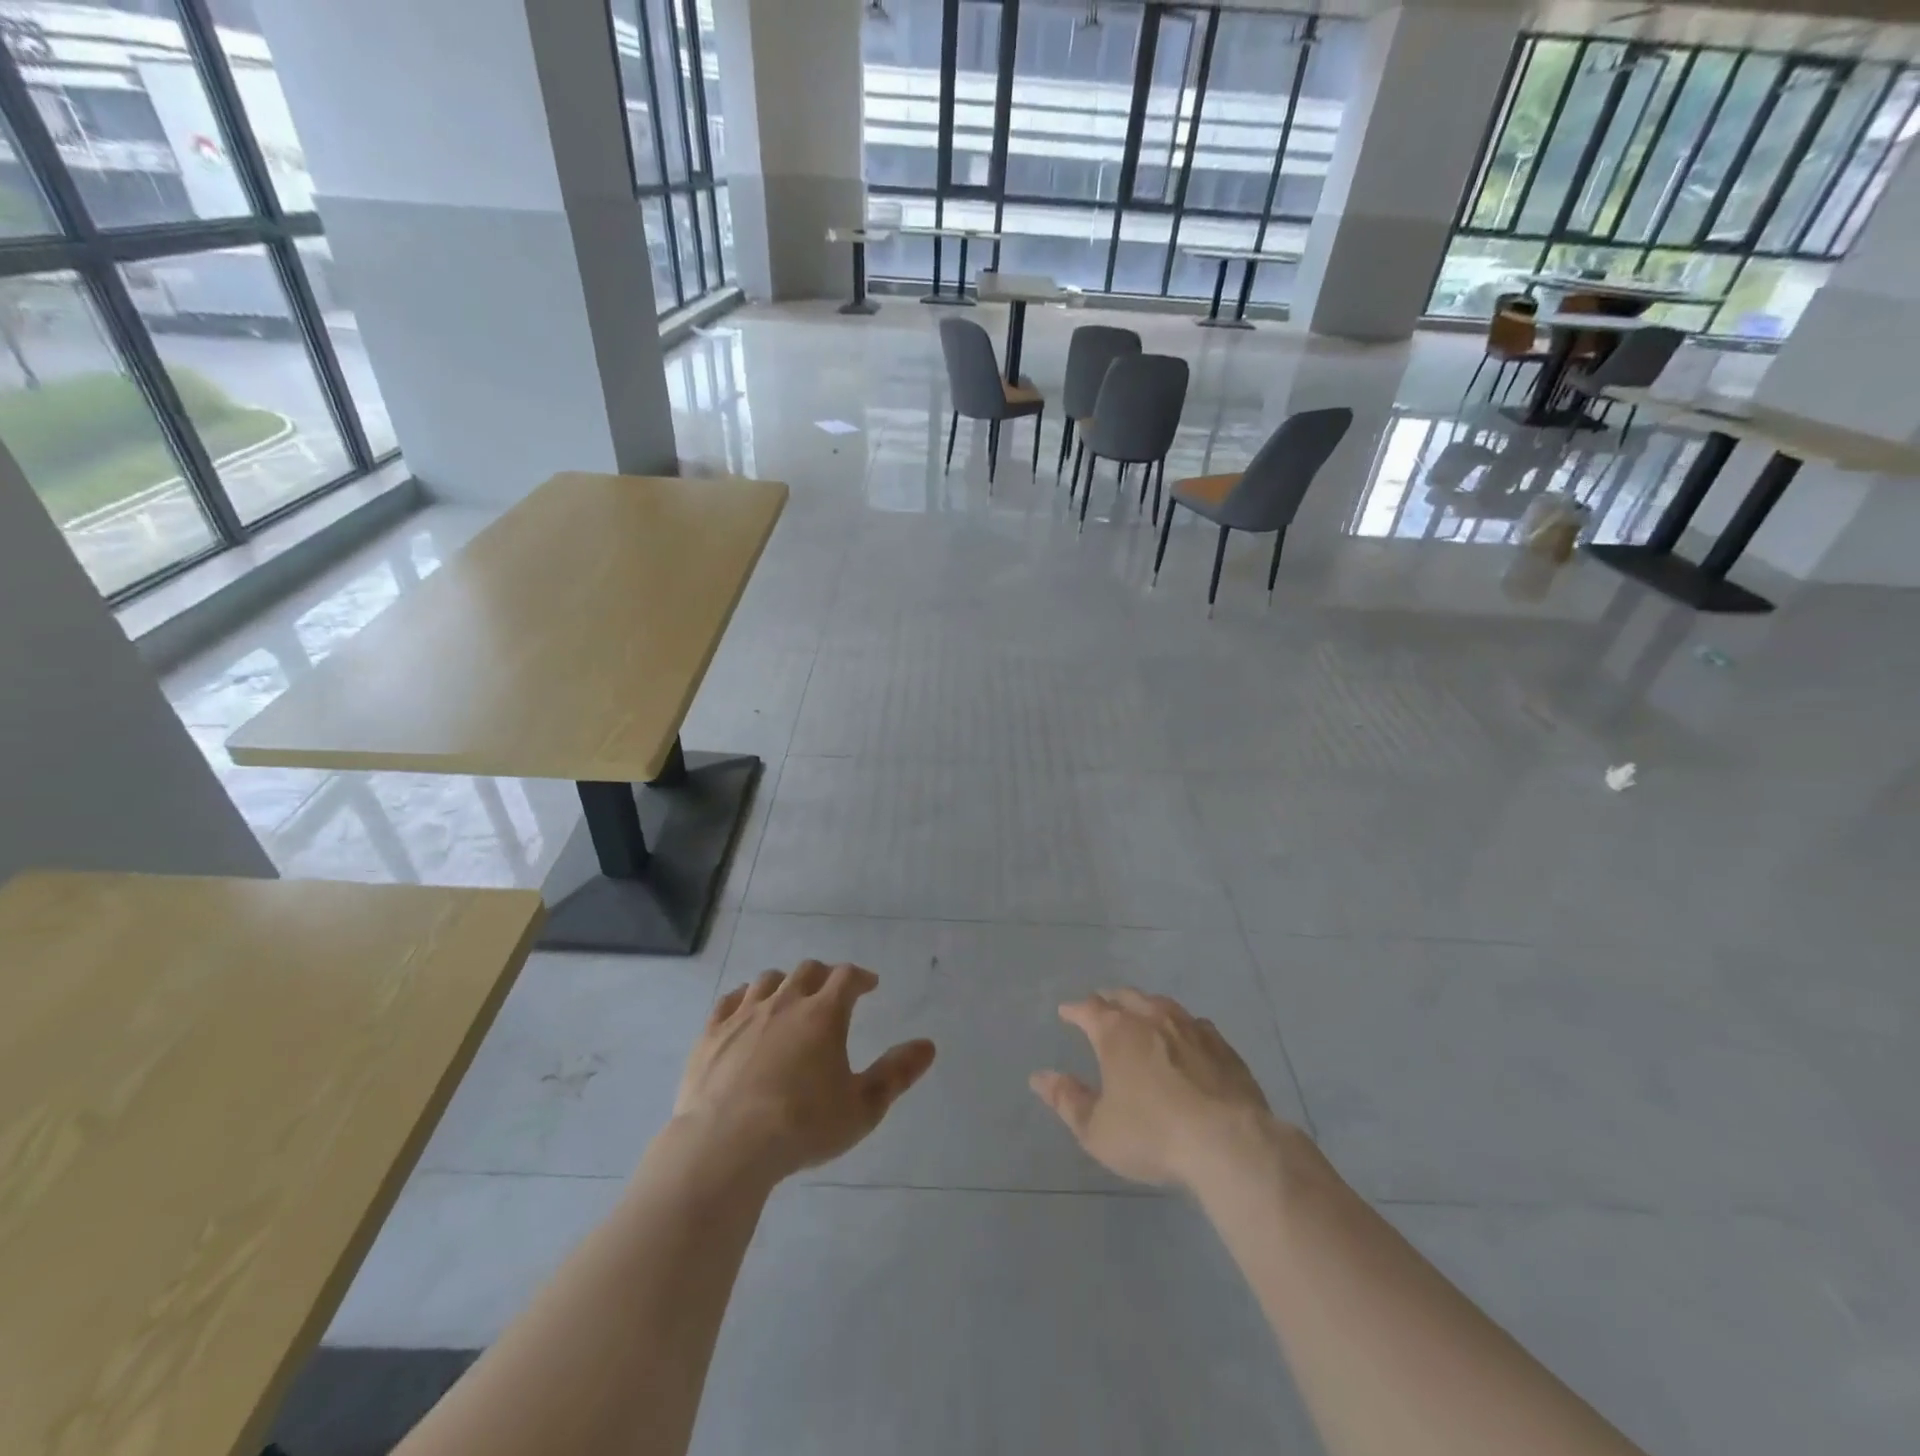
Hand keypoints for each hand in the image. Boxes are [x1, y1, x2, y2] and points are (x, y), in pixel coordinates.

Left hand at [674, 961, 934, 1181]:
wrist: (726, 1146)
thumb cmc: (802, 1126)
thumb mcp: (862, 1107)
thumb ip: (896, 1073)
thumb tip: (928, 1045)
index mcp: (824, 1014)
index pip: (846, 977)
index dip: (860, 977)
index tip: (869, 985)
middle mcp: (785, 1002)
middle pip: (807, 971)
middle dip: (824, 976)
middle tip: (832, 991)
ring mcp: (744, 1015)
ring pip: (768, 980)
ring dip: (785, 982)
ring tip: (790, 997)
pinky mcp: (712, 1033)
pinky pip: (729, 1000)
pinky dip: (744, 998)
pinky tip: (745, 1009)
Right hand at [1030, 989, 1277, 1189]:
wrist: (1228, 1143)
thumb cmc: (1153, 1135)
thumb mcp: (1098, 1129)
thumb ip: (1067, 1100)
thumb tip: (1039, 1078)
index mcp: (1116, 1032)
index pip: (1088, 1009)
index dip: (1074, 1010)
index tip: (1066, 1012)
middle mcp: (1151, 1018)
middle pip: (1125, 997)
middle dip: (1109, 1000)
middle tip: (1101, 1006)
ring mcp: (1190, 1027)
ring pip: (1161, 1004)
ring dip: (1145, 1006)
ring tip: (1140, 1013)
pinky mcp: (1222, 1045)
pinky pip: (1194, 1024)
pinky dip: (1180, 1025)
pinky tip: (1185, 1036)